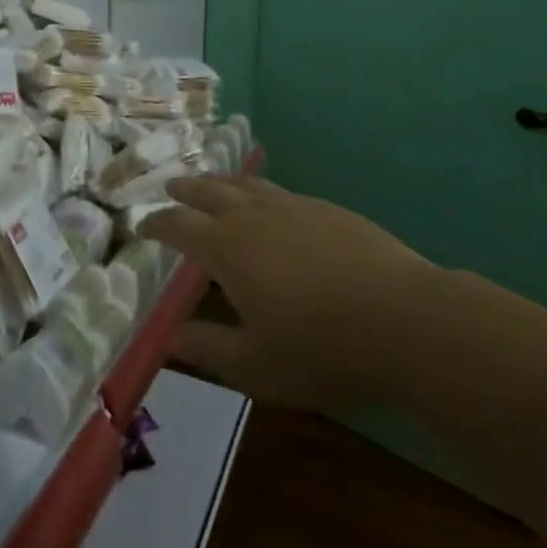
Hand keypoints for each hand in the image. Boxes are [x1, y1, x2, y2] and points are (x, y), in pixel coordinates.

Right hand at [139, 174, 438, 410]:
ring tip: (211, 184)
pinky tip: (268, 204)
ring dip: (219, 182)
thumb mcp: (256, 365)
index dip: (157, 223)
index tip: (142, 224)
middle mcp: (251, 214)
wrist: (405, 319)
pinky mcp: (324, 208)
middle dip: (184, 190)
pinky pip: (277, 190)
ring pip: (243, 183)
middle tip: (170, 189)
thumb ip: (208, 349)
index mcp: (226, 246)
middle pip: (207, 190)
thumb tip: (167, 336)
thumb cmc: (322, 347)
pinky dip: (257, 190)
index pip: (178, 224)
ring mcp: (290, 205)